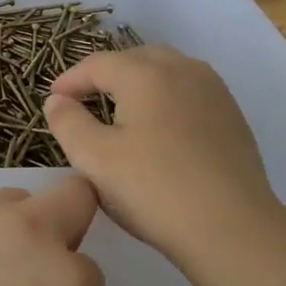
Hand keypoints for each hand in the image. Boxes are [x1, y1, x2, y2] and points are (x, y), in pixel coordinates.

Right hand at [43, 45, 278, 260]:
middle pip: (136, 58)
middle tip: (85, 99)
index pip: (97, 64)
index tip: (53, 100)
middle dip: (107, 74)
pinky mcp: (232, 117)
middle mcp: (183, 70)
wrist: (231, 227)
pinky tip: (159, 128)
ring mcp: (214, 92)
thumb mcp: (93, 158)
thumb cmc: (153, 189)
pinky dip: (166, 98)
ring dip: (139, 82)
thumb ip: (67, 122)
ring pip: (168, 71)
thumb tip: (57, 100)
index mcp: (145, 74)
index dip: (70, 79)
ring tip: (121, 109)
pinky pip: (189, 92)